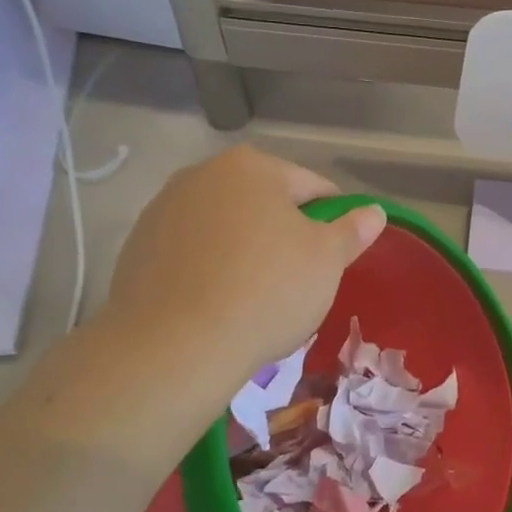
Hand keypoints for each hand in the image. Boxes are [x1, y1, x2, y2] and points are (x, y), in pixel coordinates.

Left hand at [101, 146, 386, 384]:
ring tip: (253, 297)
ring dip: (244, 250)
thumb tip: (373, 212)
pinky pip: (191, 253)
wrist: (176, 345)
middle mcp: (202, 174)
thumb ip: (352, 230)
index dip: (333, 220)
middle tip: (297, 281)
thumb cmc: (266, 291)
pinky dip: (209, 269)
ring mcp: (163, 209)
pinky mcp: (137, 247)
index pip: (312, 186)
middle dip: (283, 234)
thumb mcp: (326, 261)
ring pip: (224, 227)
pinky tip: (216, 304)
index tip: (336, 256)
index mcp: (253, 167)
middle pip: (262, 203)